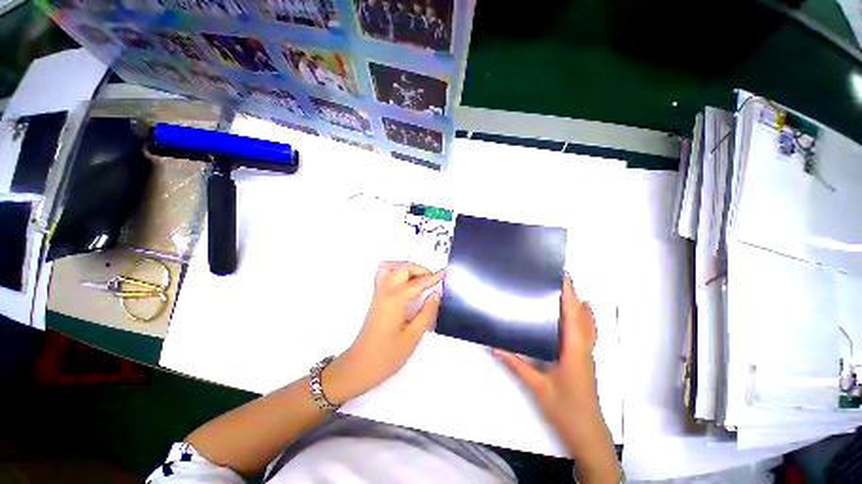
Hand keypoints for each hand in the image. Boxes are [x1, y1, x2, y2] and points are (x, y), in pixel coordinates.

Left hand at [325, 262, 444, 403]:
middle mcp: (385, 292)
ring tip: (420, 278)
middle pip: (403, 268)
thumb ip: (426, 313)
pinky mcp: (375, 299)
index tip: (444, 272)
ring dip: (407, 268)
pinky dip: (396, 272)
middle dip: (420, 269)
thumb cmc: (387, 355)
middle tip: (433, 280)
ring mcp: (378, 294)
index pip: (418, 282)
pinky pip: (384, 276)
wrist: (359, 367)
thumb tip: (435, 294)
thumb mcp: (413, 337)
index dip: (433, 277)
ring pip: (391, 268)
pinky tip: (405, 282)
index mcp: (395, 300)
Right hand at [495, 274, 619, 482]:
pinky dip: (585, 319)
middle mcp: (584, 349)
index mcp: (574, 351)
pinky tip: (579, 316)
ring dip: (580, 306)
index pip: (573, 317)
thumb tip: (495, 347)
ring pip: (588, 325)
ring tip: (568, 291)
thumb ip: (516, 364)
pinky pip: (588, 333)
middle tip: (562, 279)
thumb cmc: (565, 410)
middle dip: (574, 295)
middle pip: (583, 316)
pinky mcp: (586, 361)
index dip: (570, 295)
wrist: (587, 435)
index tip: (564, 278)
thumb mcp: (537, 386)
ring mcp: (587, 355)